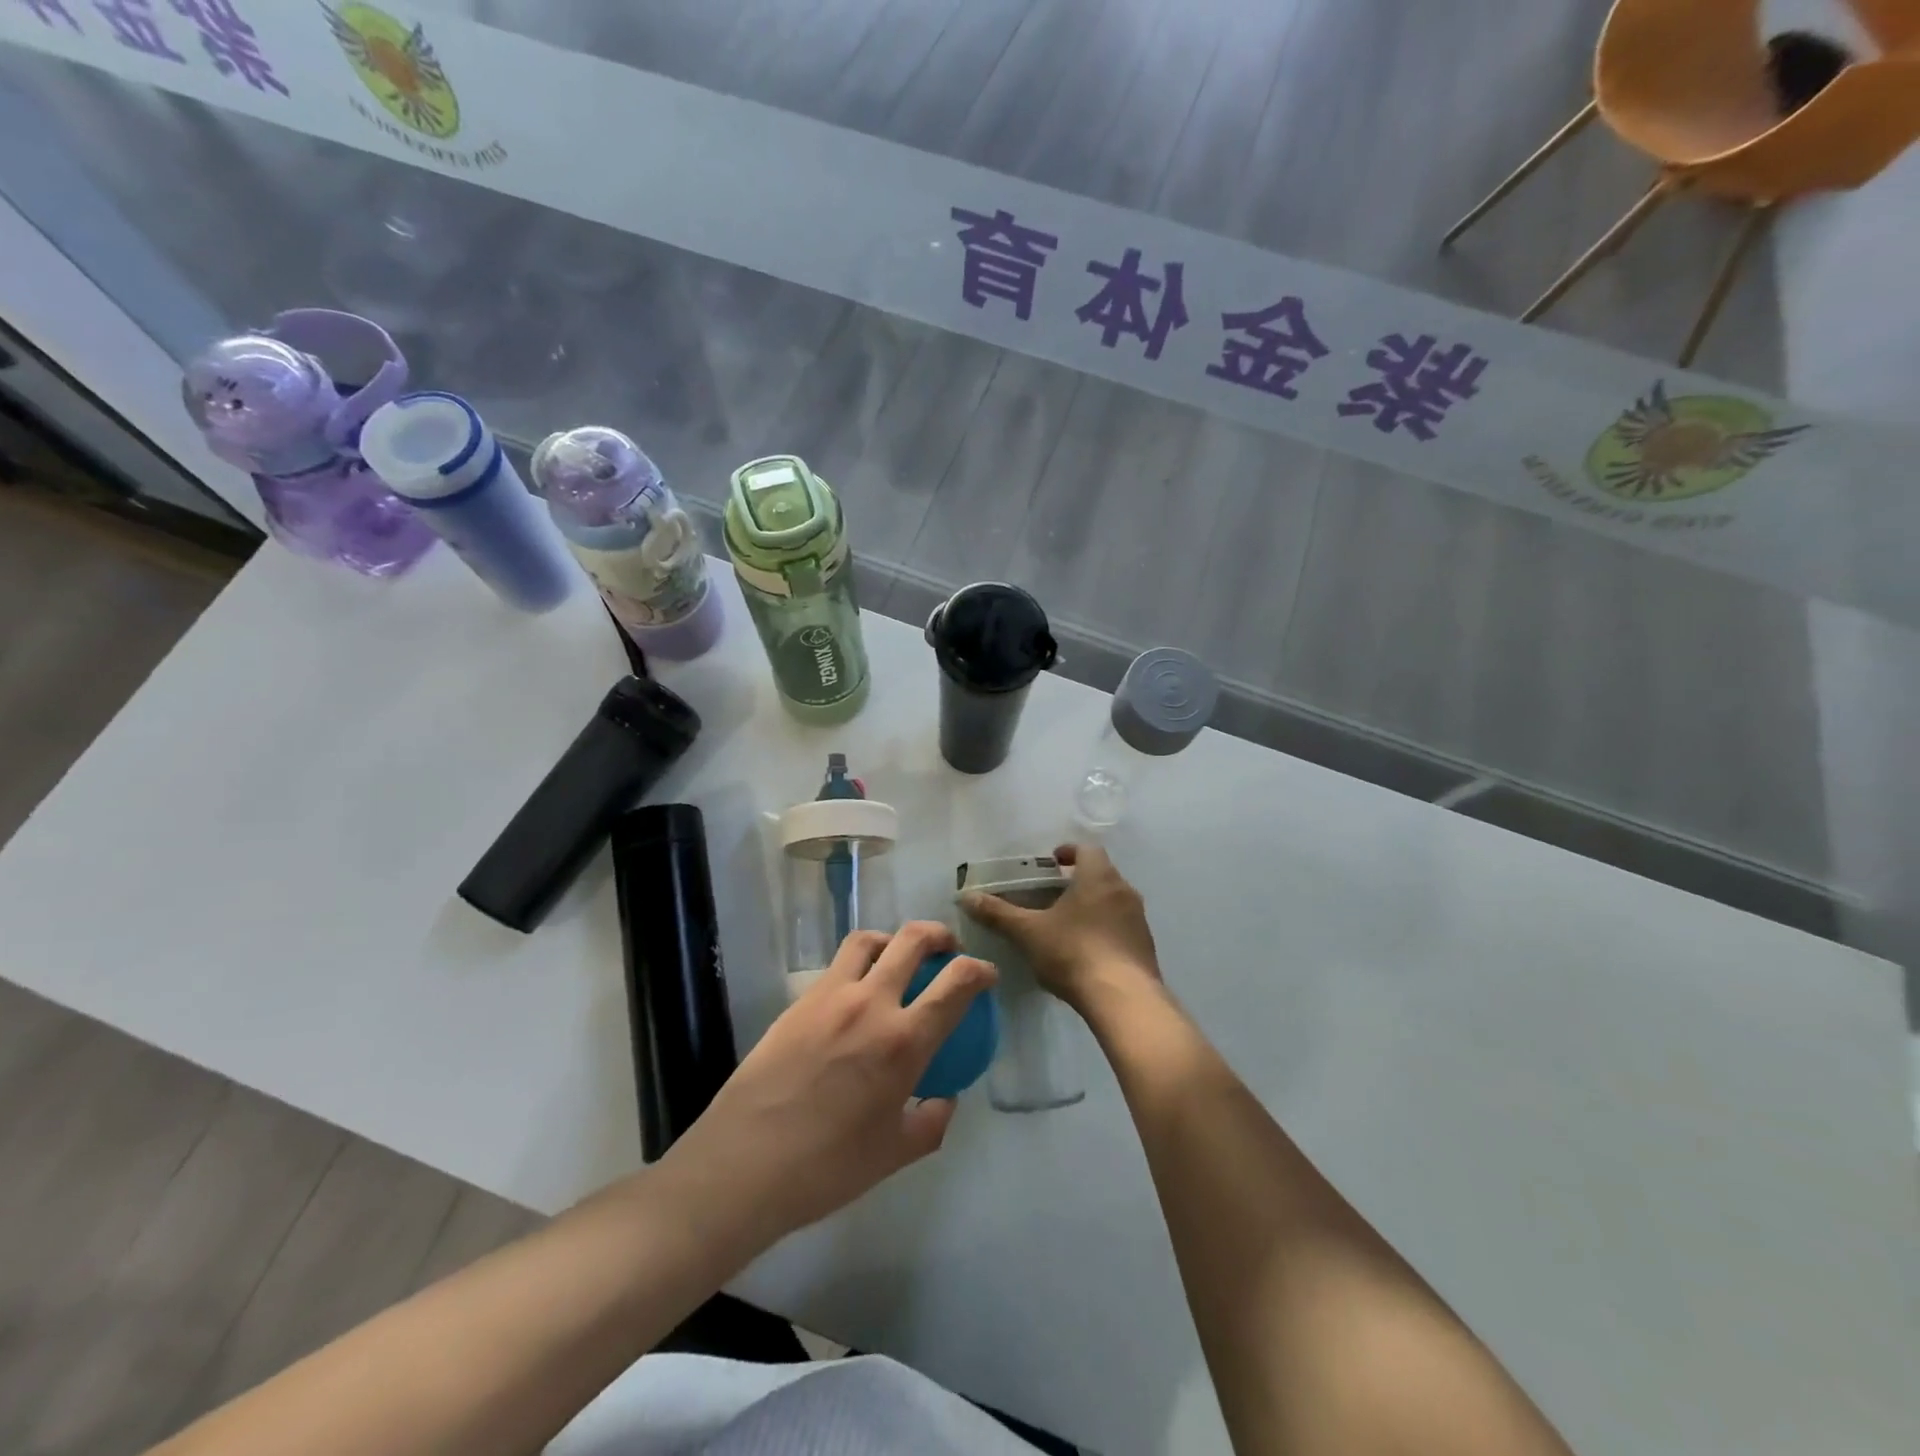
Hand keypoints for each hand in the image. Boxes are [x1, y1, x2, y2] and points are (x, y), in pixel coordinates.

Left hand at [658, 922, 995, 1249]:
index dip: (979, 970)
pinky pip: (836, 967)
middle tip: (948, 949)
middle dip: (940, 935)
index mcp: (903, 1041)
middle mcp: (870, 1003)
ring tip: (898, 958)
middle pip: (912, 940)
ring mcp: (829, 996)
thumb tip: (944, 1098)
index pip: (956, 983)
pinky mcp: (798, 1002)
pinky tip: (855, 996)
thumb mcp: (894, 1154)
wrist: (743, 1165)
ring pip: (868, 940)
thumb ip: (931, 1121)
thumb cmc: (826, 1168)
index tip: (986, 974)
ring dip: (893, 940)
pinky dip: (857, 966)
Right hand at [960, 844, 1159, 1010]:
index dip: (1068, 852)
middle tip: (1052, 895)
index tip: (1051, 864)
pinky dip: (1105, 929)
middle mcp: (1124, 890)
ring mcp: (1139, 919)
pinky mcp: (1146, 946)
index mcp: (1099, 876)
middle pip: (1101, 873)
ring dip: (1093, 905)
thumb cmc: (1074, 953)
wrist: (1125, 1000)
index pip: (1087, 849)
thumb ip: (998, 913)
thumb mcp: (1028, 933)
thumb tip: (967, 897)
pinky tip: (1087, 951)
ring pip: (1113, 900)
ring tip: (1067, 924)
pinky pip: (1122, 926)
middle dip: (1077, 880)